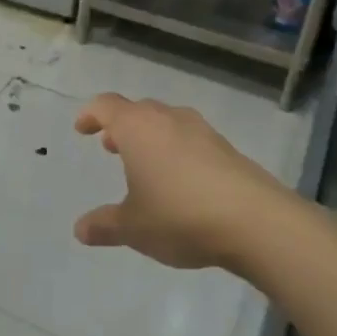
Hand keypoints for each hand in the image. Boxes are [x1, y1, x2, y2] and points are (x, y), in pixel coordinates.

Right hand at [72, 93, 287, 272]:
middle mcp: (169, 120)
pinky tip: (180, 181)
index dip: (91, 114)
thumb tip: (80, 230)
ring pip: (167, 123)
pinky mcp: (228, 149)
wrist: (256, 222)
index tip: (82, 128)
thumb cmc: (180, 216)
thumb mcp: (133, 227)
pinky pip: (191, 140)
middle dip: (121, 126)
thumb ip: (104, 225)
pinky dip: (177, 151)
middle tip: (111, 146)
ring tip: (144, 164)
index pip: (106, 105)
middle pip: (138, 110)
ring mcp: (202, 132)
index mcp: (138, 128)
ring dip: (150, 137)